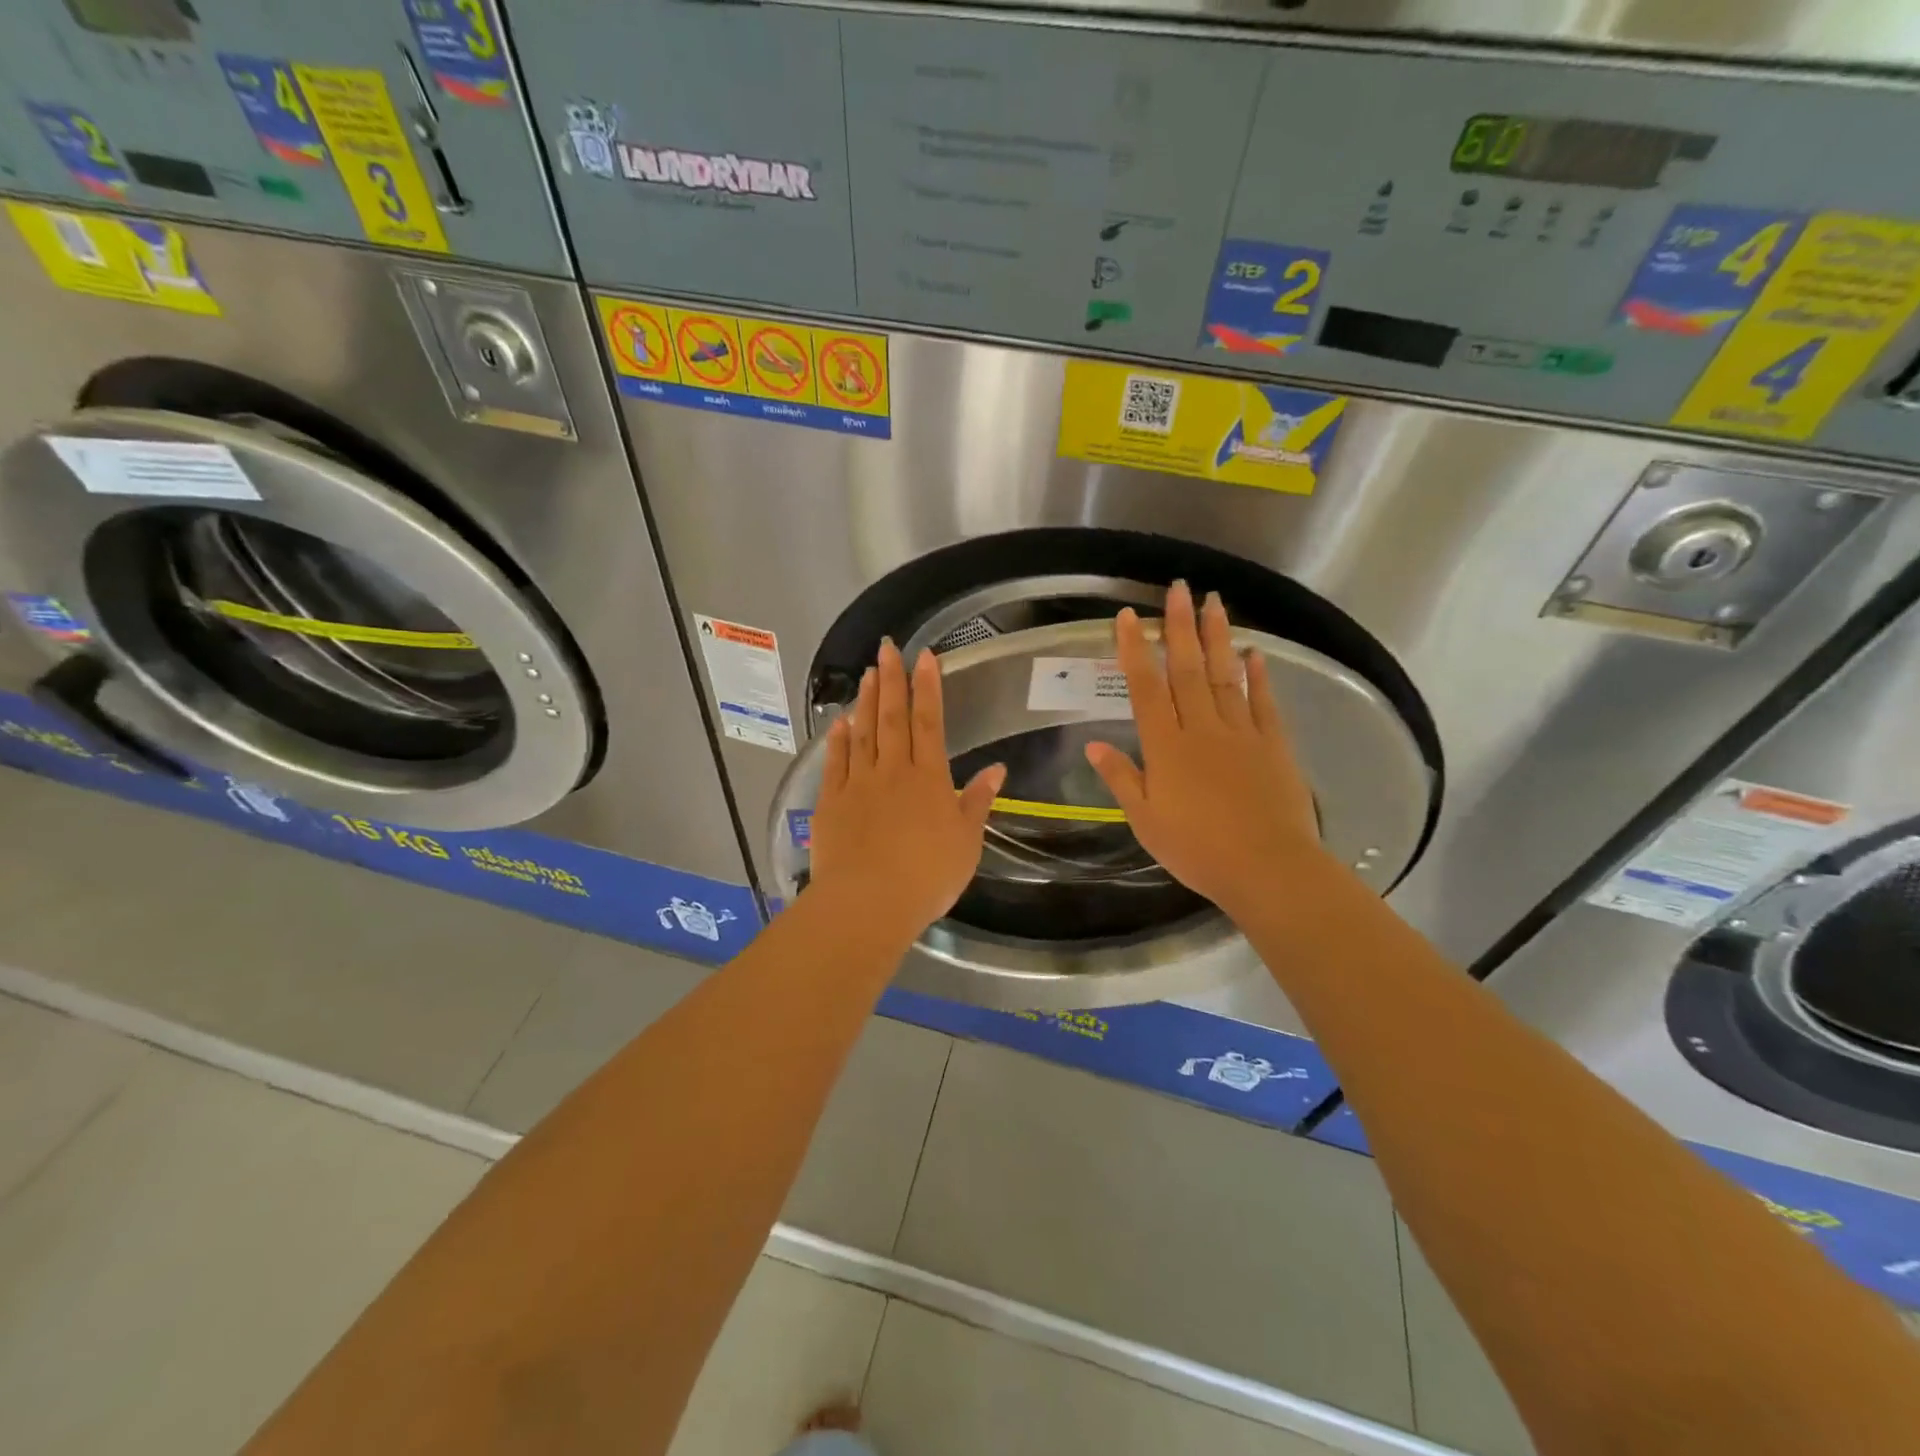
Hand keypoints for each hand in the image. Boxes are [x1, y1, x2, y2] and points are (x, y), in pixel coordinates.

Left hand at [808, 640, 1006, 942]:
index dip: (928, 687)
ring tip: (867, 674)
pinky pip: (836, 761)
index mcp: (929, 778)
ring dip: (866, 701)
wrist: (869, 902)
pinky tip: (840, 721)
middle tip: (886, 648)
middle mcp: (892, 771)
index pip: (930, 722)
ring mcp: (858, 783)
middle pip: (892, 718)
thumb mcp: (966, 842)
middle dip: (892, 680)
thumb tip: (997, 769)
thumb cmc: (927, 875)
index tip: (924, 656)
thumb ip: (977, 802)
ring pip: (863, 733)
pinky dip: (838, 739)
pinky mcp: (831, 801)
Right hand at [1084, 582, 1326, 922]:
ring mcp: (1241, 733)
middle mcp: (1201, 728)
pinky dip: (1258, 675)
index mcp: (1166, 747)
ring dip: (1218, 636)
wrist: (1267, 867)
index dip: (1134, 650)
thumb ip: (1121, 778)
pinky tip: (1254, 652)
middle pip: (1188, 669)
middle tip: (1178, 588)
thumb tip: (1093, 744)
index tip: (1128, 617)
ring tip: (1214, 601)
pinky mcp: (1273, 744)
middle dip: (1179, 626)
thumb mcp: (1145, 820)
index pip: (1145, 688)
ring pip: (1225, 675)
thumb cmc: (1197, 850)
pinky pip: (1263, 701)